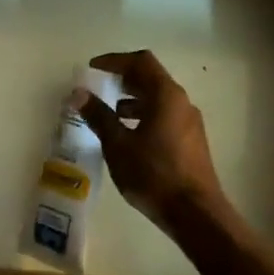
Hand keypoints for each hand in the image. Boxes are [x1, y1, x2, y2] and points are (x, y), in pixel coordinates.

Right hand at [79, 50, 225, 231]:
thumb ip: (98, 116)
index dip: (115, 60)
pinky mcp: (191, 141)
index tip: (93, 68)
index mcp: (166, 95)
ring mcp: (189, 122)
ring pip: (158, 99)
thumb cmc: (154, 174)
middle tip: (98, 87)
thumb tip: (78, 93)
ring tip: (109, 113)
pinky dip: (144, 116)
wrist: (195, 213)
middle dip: (123, 79)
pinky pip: (164, 116)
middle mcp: (182, 102)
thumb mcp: (118, 145)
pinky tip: (128, 136)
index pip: (141, 61)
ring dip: (133, 99)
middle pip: (151, 78)